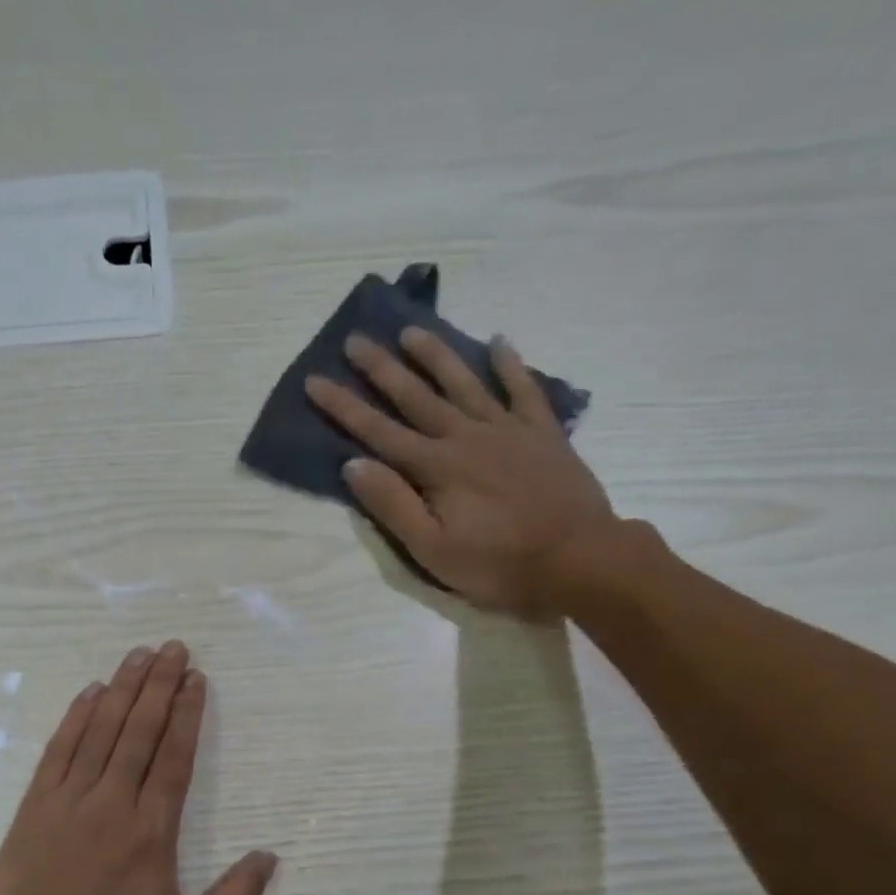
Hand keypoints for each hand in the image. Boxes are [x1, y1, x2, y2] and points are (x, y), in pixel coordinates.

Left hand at [0, 641, 278, 894]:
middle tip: (174, 648)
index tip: (196, 680)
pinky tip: (90, 692)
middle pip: (141, 732)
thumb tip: (269, 858)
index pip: (174, 758)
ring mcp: (70, 799)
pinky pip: (59, 749)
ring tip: (140, 655)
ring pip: (102, 731)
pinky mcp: (35, 804)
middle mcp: (113, 802)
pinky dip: (76, 717)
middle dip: (160, 686)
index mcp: (152, 830)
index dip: (187, 715)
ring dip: (123, 689)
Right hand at [305, 329, 620, 616]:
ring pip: (464, 383)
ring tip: (412, 331)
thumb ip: (393, 505)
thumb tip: (353, 465)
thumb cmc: (499, 564)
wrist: (580, 559)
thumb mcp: (432, 549)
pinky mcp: (543, 434)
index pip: (378, 431)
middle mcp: (466, 436)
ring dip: (435, 356)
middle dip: (382, 369)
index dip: (343, 406)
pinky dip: (511, 365)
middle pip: (416, 397)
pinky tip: (499, 342)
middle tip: (356, 340)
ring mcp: (507, 430)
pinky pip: (524, 390)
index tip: (315, 380)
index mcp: (435, 467)